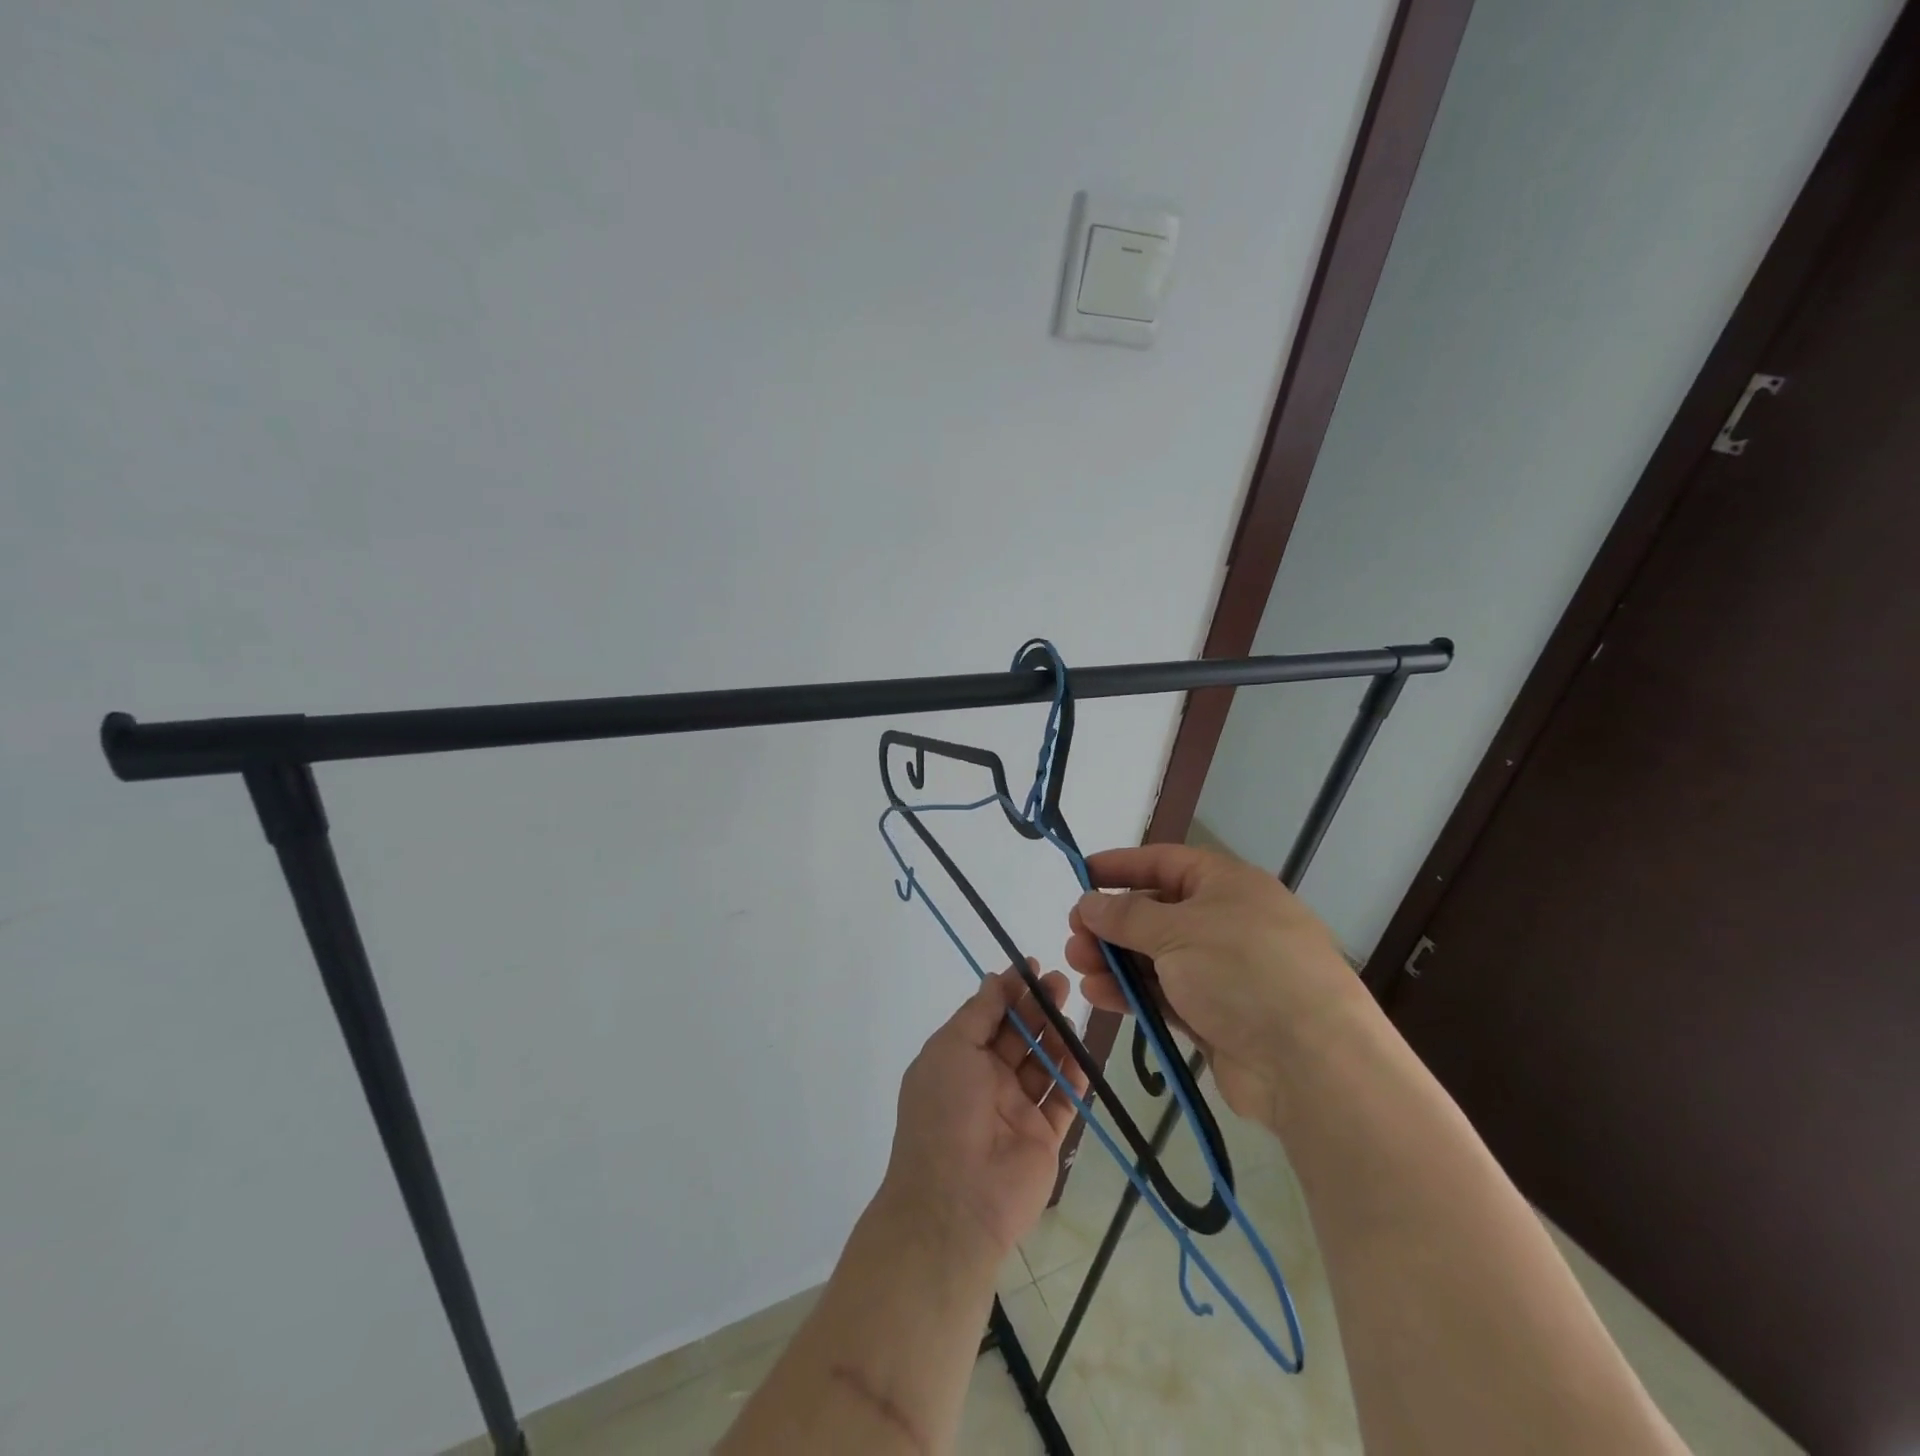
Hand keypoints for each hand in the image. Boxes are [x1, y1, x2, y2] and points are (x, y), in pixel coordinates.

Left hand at [879, 964, 1088, 1264]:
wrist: (956, 1200)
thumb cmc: (945, 1110)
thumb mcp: (951, 1048)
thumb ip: (979, 1013)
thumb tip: (995, 978)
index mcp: (959, 1059)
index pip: (989, 1016)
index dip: (1010, 991)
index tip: (1033, 967)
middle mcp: (987, 1081)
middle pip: (1019, 1036)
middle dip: (1038, 1007)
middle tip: (1060, 982)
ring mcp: (1016, 1110)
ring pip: (1043, 1064)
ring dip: (1057, 1036)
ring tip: (1071, 1011)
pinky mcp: (1044, 1138)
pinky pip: (1063, 1100)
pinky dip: (1074, 1077)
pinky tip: (1082, 1054)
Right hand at [1064, 844, 1368, 1127]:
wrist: (1311, 1063)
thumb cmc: (1243, 971)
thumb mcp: (1177, 931)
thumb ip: (1126, 916)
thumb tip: (1089, 902)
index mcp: (1228, 885)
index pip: (1165, 863)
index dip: (1122, 866)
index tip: (1081, 874)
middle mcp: (1227, 922)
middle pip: (1157, 913)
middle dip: (1112, 923)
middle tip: (1074, 935)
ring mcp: (1224, 972)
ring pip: (1157, 957)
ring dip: (1115, 960)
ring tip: (1077, 966)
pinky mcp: (1218, 1016)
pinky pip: (1166, 994)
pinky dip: (1133, 993)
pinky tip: (1098, 995)